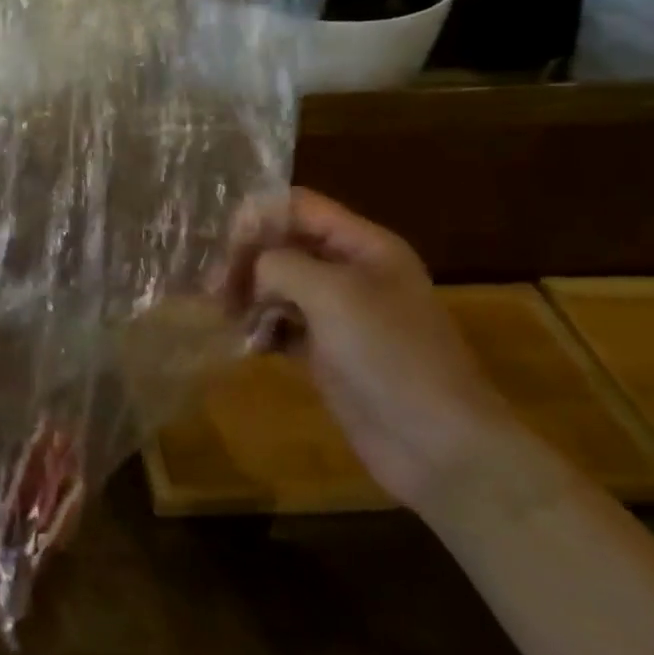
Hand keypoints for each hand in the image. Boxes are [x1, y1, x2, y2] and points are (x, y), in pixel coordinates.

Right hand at [222, 188, 516, 510]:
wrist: (438, 447)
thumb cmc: (389, 356)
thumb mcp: (332, 293)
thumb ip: (280, 264)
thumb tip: (251, 271)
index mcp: (364, 245)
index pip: (298, 206)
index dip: (258, 217)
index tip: (224, 248)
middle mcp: (351, 271)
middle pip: (283, 244)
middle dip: (246, 260)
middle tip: (215, 290)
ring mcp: (339, 314)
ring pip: (277, 284)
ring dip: (247, 294)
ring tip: (224, 316)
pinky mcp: (327, 351)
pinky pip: (282, 324)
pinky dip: (260, 328)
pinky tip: (246, 343)